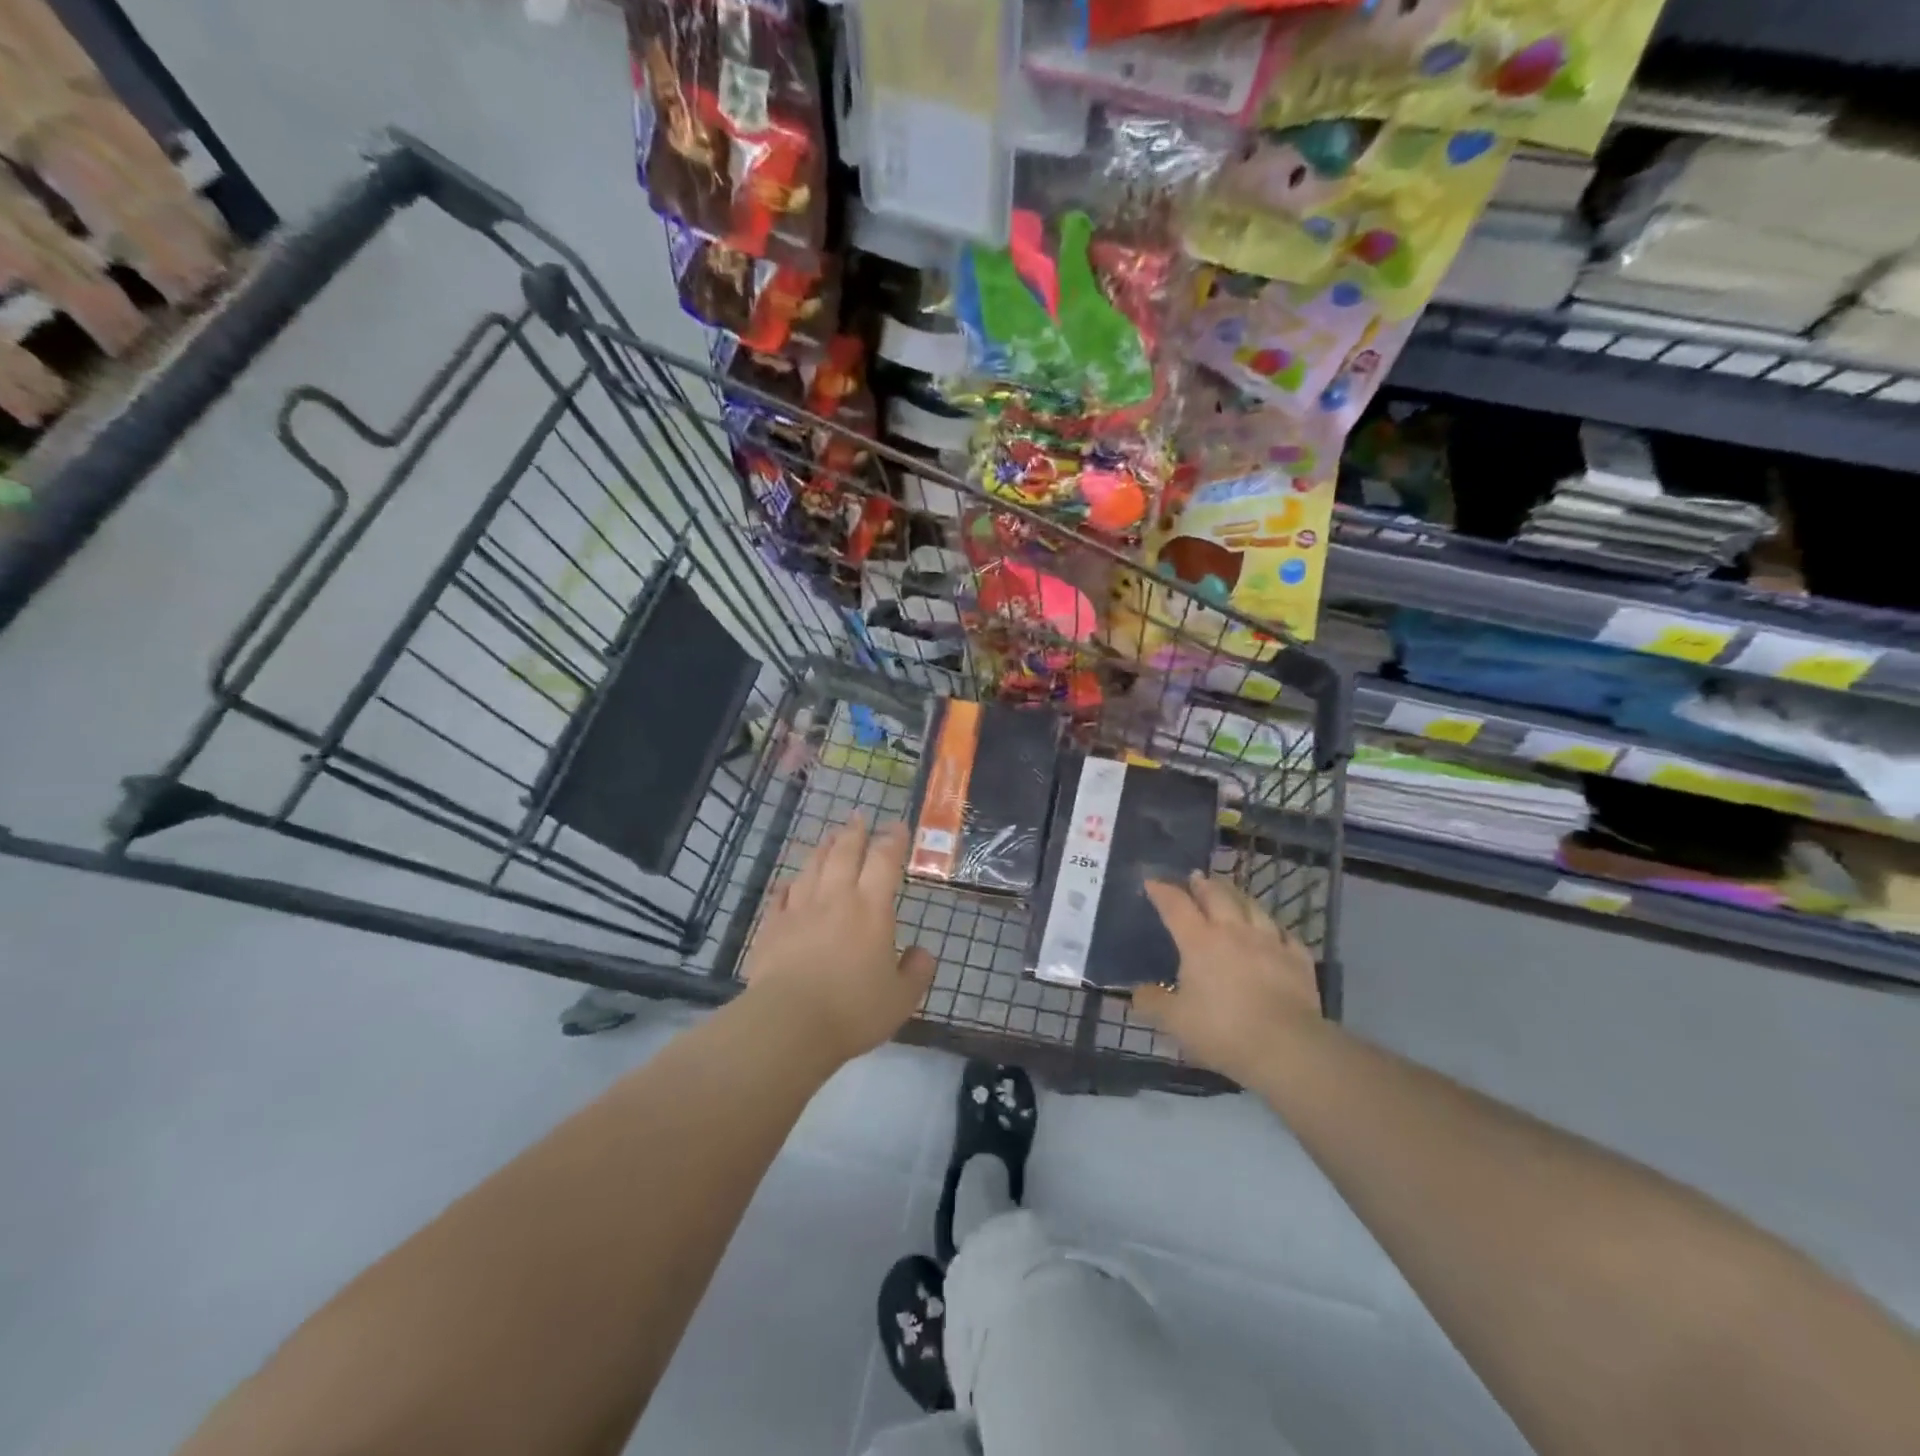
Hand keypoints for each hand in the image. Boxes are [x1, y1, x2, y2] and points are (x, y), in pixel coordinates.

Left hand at [742, 816, 935, 1067]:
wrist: (789, 1024)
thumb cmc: (853, 1009)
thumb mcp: (901, 998)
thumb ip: (917, 972)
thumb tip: (923, 953)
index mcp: (871, 908)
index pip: (884, 861)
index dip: (892, 840)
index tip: (897, 826)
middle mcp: (835, 898)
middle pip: (844, 853)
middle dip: (854, 833)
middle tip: (858, 817)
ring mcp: (799, 910)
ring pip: (812, 867)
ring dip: (822, 848)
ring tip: (828, 836)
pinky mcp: (772, 928)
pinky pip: (780, 896)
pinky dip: (788, 885)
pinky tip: (789, 882)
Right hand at [1134, 873, 1322, 1085]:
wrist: (1286, 1047)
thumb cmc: (1222, 1030)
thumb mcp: (1174, 1021)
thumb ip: (1152, 1003)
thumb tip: (1138, 992)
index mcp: (1199, 941)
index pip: (1175, 905)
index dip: (1162, 891)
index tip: (1152, 882)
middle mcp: (1234, 931)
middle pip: (1217, 895)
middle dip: (1203, 884)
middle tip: (1196, 878)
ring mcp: (1270, 941)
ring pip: (1253, 906)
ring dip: (1238, 896)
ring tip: (1232, 893)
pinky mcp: (1298, 959)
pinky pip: (1285, 934)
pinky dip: (1275, 928)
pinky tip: (1274, 931)